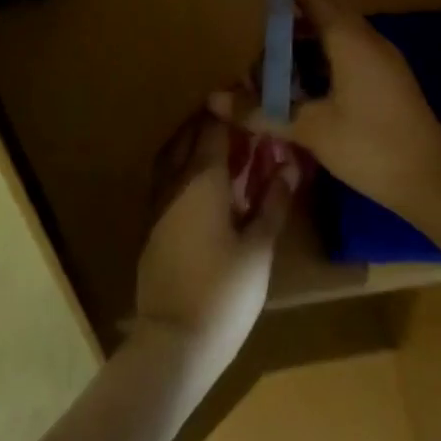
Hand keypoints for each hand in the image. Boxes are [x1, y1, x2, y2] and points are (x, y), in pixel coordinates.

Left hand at [134, 112, 294, 381]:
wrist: (175, 341)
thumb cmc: (225, 290)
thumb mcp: (260, 246)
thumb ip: (273, 201)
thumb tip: (288, 166)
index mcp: (203, 177)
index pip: (216, 127)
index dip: (234, 110)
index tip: (254, 100)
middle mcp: (176, 180)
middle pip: (191, 135)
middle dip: (214, 121)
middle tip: (243, 119)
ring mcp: (159, 202)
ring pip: (174, 154)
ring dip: (195, 141)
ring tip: (224, 143)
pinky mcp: (152, 224)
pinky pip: (168, 177)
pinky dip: (184, 166)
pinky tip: (204, 182)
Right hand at [209, 0, 440, 221]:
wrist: (433, 180)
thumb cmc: (370, 145)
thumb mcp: (311, 129)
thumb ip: (262, 111)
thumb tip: (213, 99)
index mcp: (350, 39)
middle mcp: (368, 39)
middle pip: (323, 16)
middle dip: (290, 24)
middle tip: (257, 37)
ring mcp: (382, 60)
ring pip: (336, 38)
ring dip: (306, 46)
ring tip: (274, 67)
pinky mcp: (388, 80)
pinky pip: (348, 55)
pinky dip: (322, 62)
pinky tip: (304, 89)